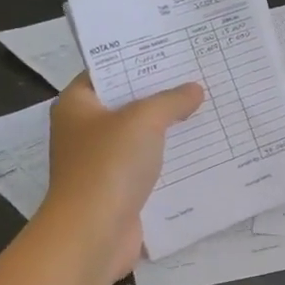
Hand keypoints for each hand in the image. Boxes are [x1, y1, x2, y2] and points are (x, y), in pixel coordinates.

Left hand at [43, 73, 203, 280]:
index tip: (171, 50)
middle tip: (198, 76)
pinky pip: (148, 166)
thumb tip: (194, 90)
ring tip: (207, 109)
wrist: (93, 233)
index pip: (106, 70)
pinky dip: (170, 159)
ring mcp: (101, 163)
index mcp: (76, 105)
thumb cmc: (108, 165)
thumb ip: (171, 101)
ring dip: (169, 129)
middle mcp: (84, 131)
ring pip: (140, 137)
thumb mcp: (144, 120)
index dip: (136, 59)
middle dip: (160, 94)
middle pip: (126, 103)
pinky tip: (201, 149)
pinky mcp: (118, 190)